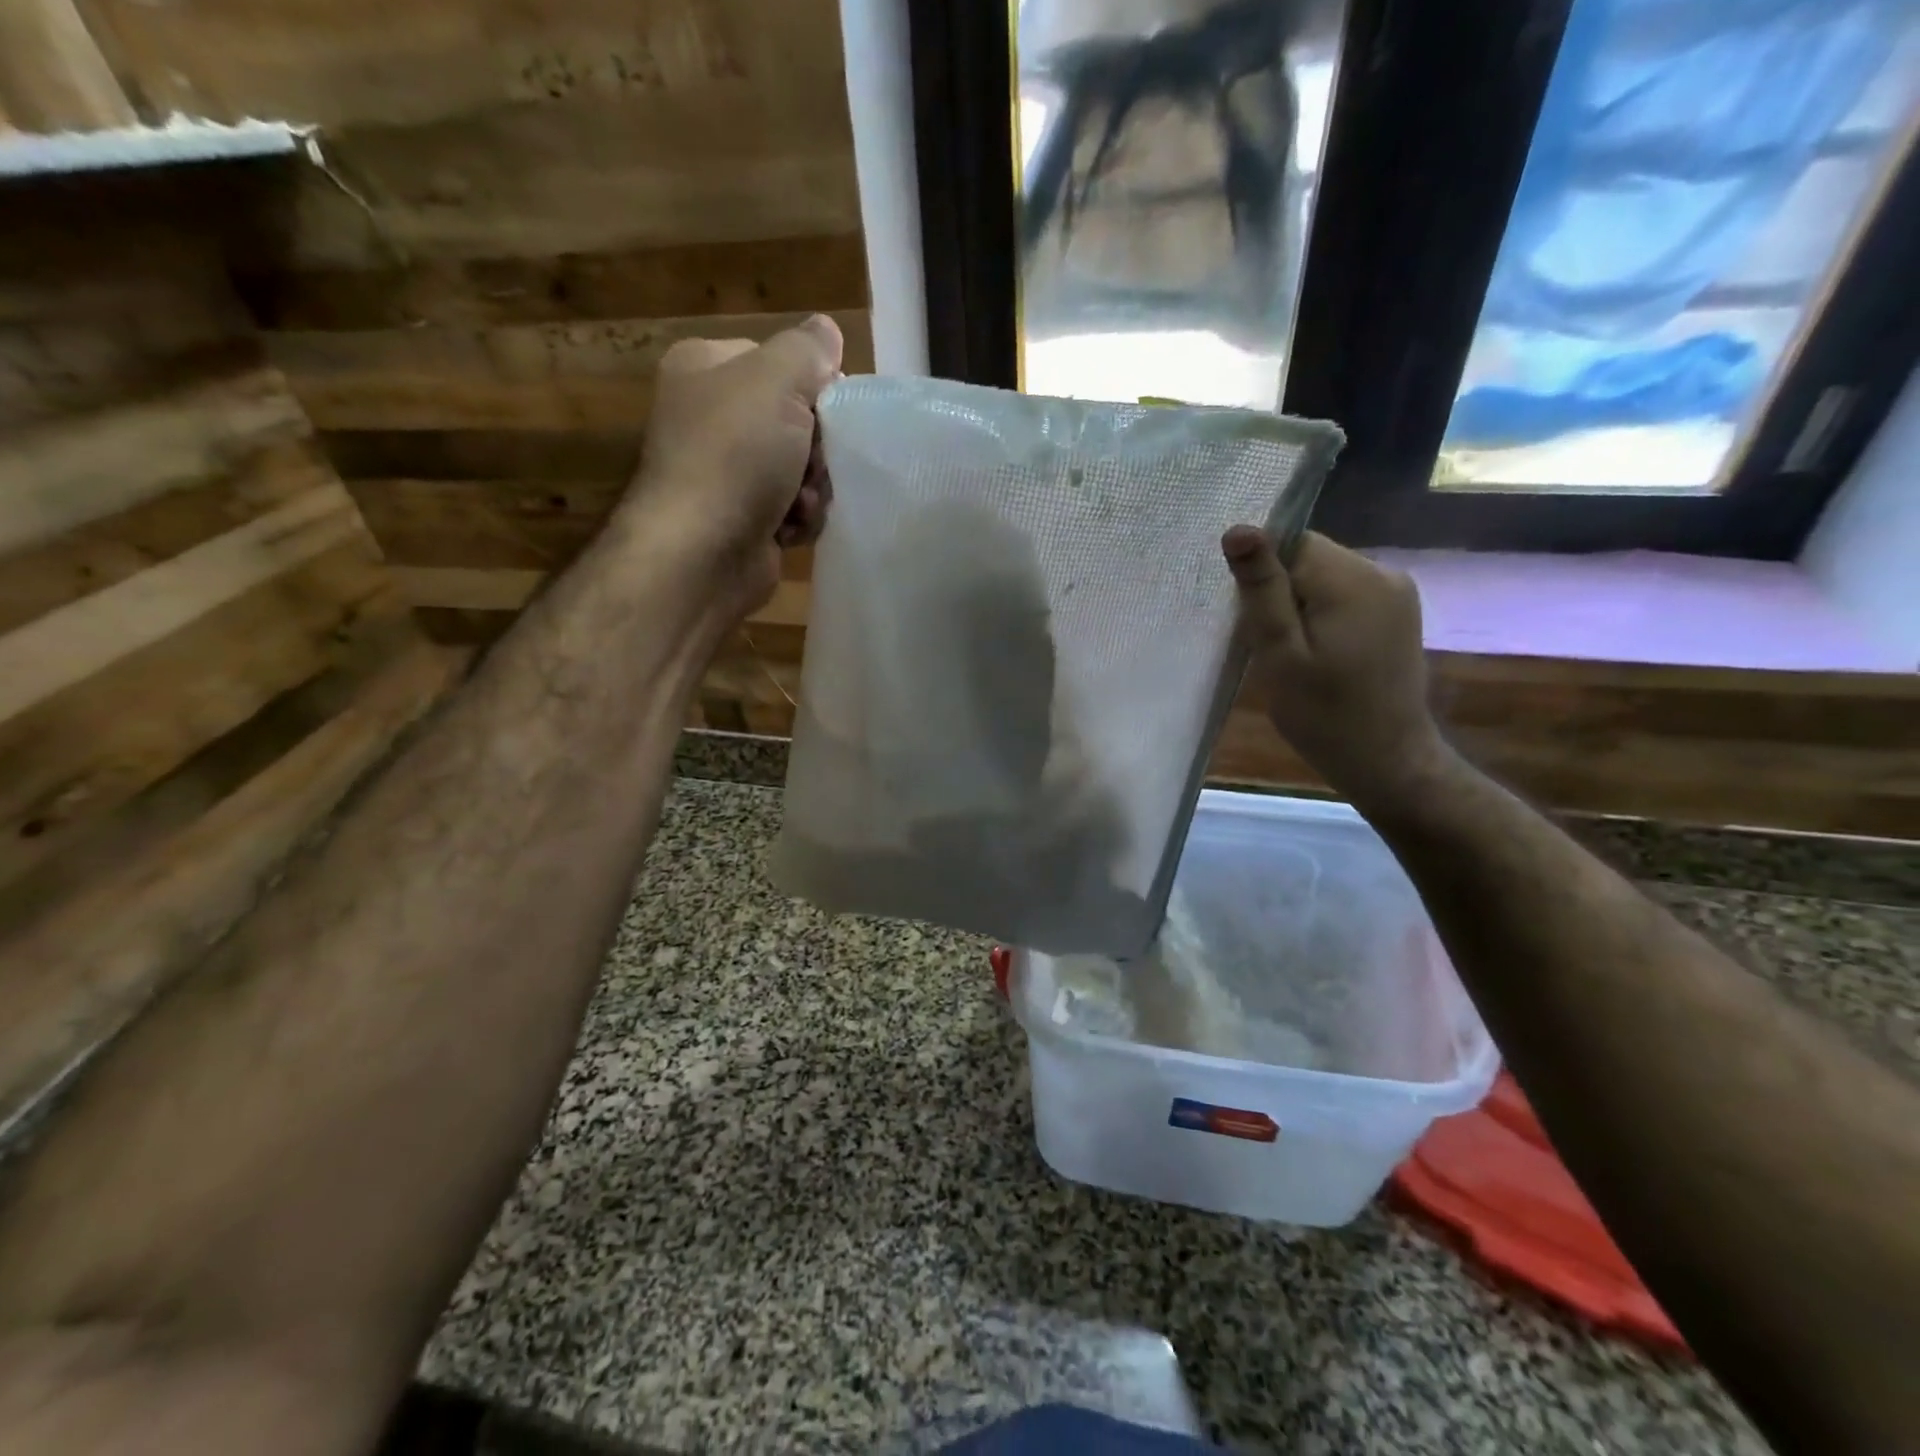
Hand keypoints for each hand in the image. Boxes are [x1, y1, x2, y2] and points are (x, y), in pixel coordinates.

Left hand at [628, 314, 842, 623]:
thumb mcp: (777, 380)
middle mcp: (710, 416)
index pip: (781, 362)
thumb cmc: (736, 455)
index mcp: (706, 368)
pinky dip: (798, 518)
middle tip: (812, 464)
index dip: (815, 387)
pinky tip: (788, 530)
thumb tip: (826, 331)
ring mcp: (725, 471)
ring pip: (800, 468)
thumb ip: (808, 348)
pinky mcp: (742, 518)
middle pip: (796, 419)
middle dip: (816, 448)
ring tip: (797, 502)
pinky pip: (791, 507)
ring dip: (812, 487)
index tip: (831, 412)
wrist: (701, 552)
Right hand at [1222, 527, 1457, 811]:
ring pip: (1324, 577)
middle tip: (1272, 648)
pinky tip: (1318, 656)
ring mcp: (1396, 592)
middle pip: (1308, 559)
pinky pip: (1344, 595)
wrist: (1388, 760)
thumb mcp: (1280, 654)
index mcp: (1353, 579)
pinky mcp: (1397, 613)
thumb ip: (1261, 589)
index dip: (1264, 578)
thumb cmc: (1324, 715)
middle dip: (1281, 594)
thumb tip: (1239, 529)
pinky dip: (1321, 617)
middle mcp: (1382, 572)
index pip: (1291, 543)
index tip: (1255, 623)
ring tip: (1294, 656)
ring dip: (1299, 608)